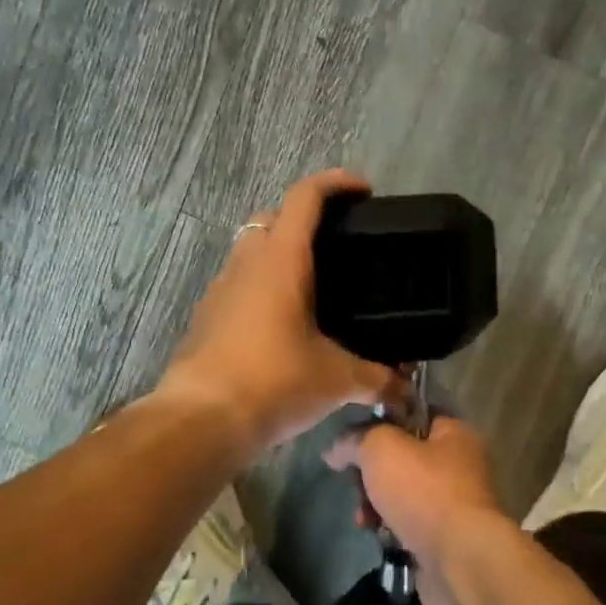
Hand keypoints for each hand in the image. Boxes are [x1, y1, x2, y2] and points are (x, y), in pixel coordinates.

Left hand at [156, 169, 407, 455]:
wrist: (200, 420)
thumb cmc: (274, 381)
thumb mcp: (337, 380)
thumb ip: (377, 377)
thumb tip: (405, 389)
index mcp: (281, 260)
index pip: (305, 198)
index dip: (336, 183)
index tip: (363, 190)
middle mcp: (246, 264)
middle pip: (272, 218)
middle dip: (304, 220)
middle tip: (337, 246)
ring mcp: (220, 290)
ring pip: (250, 252)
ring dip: (279, 256)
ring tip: (314, 288)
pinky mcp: (206, 318)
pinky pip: (238, 286)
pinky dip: (261, 290)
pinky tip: (283, 326)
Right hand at [323, 416, 516, 604]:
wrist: (460, 560)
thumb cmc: (424, 491)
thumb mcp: (381, 448)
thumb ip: (355, 439)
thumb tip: (335, 450)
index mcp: (454, 433)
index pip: (413, 414)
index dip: (381, 422)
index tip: (353, 438)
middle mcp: (459, 464)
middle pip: (403, 457)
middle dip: (372, 472)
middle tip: (355, 485)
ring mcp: (454, 504)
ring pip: (402, 493)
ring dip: (376, 504)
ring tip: (364, 518)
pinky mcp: (446, 538)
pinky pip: (409, 524)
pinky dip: (391, 529)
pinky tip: (378, 536)